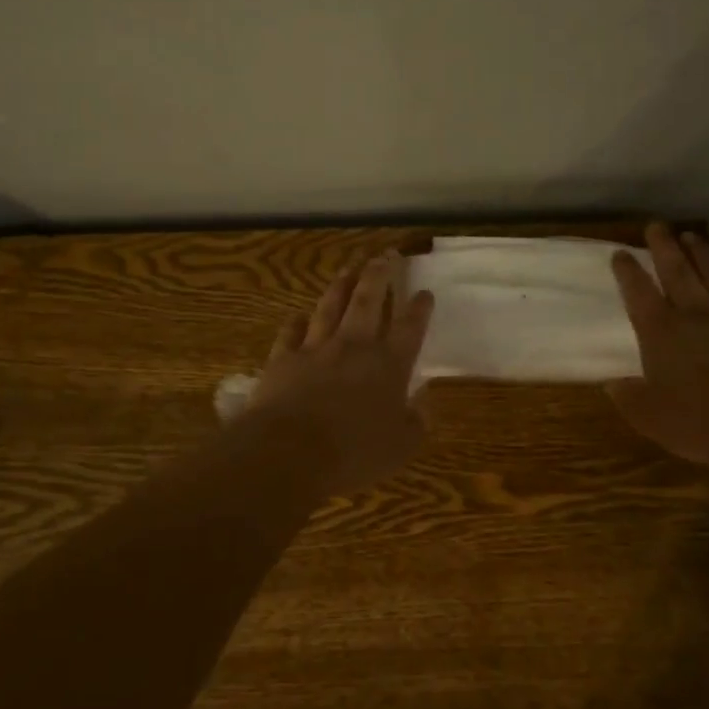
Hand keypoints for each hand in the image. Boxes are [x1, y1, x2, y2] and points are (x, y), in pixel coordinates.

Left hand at [247, 250, 435, 489]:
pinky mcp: (283, 359)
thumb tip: (424, 401)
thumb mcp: (401, 447)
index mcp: (389, 364)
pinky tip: (299, 315)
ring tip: (349, 268)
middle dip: (380, 275)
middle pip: (369, 300)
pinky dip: (297, 322)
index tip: (424, 292)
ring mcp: (316, 348)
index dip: (419, 308)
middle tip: (385, 255)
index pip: (409, 327)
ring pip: (331, 306)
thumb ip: (416, 421)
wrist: (289, 452)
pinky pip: (291, 332)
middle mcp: (354, 346)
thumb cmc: (354, 453)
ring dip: (342, 285)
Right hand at [608, 223, 708, 464]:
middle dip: (664, 246)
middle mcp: (695, 314)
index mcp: (660, 331)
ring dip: (703, 254)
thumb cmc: (695, 421)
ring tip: (693, 237)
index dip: (627, 271)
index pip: (638, 291)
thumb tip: (613, 384)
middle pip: (677, 270)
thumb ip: (629, 397)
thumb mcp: (649, 416)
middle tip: (657, 226)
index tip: (621, 253)